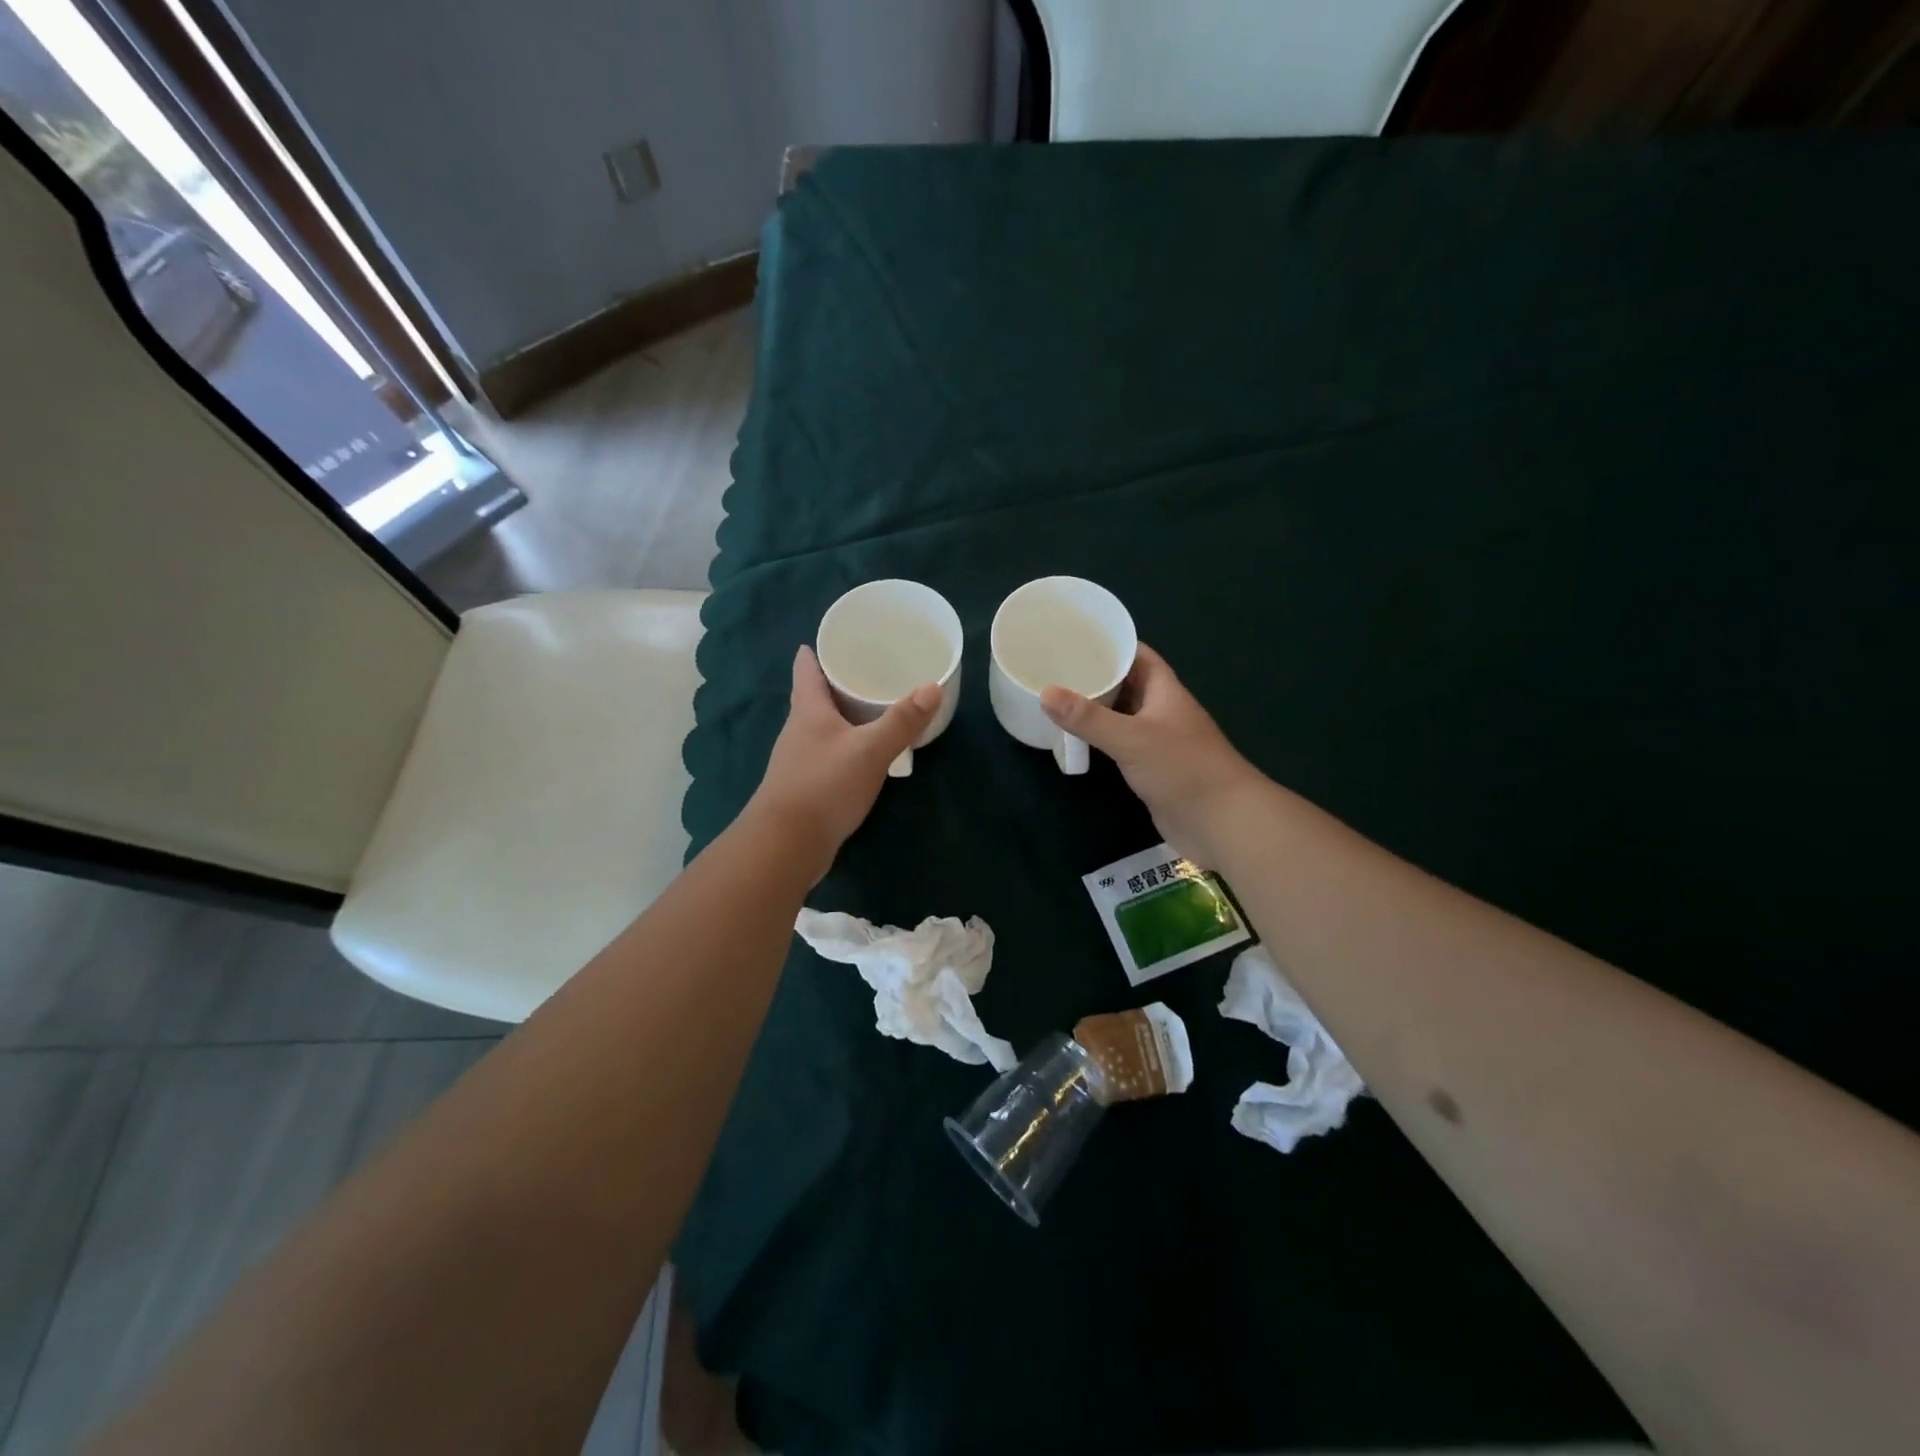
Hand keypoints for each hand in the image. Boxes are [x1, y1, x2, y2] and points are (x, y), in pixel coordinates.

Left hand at [747, 646, 939, 873]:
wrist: (786, 845)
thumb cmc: (824, 786)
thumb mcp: (870, 750)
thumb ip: (901, 722)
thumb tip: (932, 688)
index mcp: (808, 710)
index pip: (806, 669)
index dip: (815, 651)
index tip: (831, 638)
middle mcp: (798, 730)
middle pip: (814, 697)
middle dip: (836, 683)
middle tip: (866, 670)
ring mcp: (798, 760)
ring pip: (821, 727)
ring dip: (841, 717)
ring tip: (870, 709)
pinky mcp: (805, 786)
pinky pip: (827, 755)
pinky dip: (844, 747)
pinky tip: (862, 755)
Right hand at [1042, 644, 1260, 866]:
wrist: (1220, 821)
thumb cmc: (1183, 768)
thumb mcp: (1132, 738)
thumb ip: (1089, 718)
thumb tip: (1045, 693)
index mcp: (1165, 691)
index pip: (1138, 655)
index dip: (1111, 643)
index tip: (1075, 637)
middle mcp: (1161, 710)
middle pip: (1127, 684)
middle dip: (1096, 676)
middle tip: (1056, 668)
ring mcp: (1157, 740)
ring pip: (1122, 715)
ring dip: (1096, 708)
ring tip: (1058, 698)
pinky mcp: (1150, 767)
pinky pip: (1121, 744)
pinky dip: (1100, 738)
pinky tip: (1076, 738)